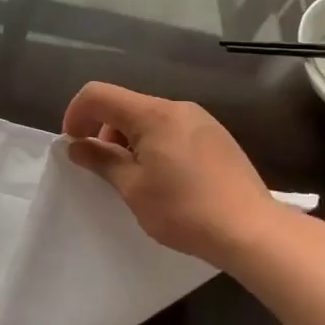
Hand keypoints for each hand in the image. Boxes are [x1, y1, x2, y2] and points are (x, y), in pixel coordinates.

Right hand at [62, 82, 279, 264]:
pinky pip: (173, 129)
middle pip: (125, 105)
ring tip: (136, 178)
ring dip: (130, 140)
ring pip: (150, 118)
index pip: (98, 95)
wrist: (251, 230)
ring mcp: (201, 120)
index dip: (76, 115)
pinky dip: (155, 144)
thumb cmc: (184, 210)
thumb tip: (76, 145)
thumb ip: (101, 160)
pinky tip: (166, 179)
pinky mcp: (216, 136)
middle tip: (105, 170)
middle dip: (104, 131)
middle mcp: (177, 107)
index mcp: (152, 114)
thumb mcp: (133, 188)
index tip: (73, 146)